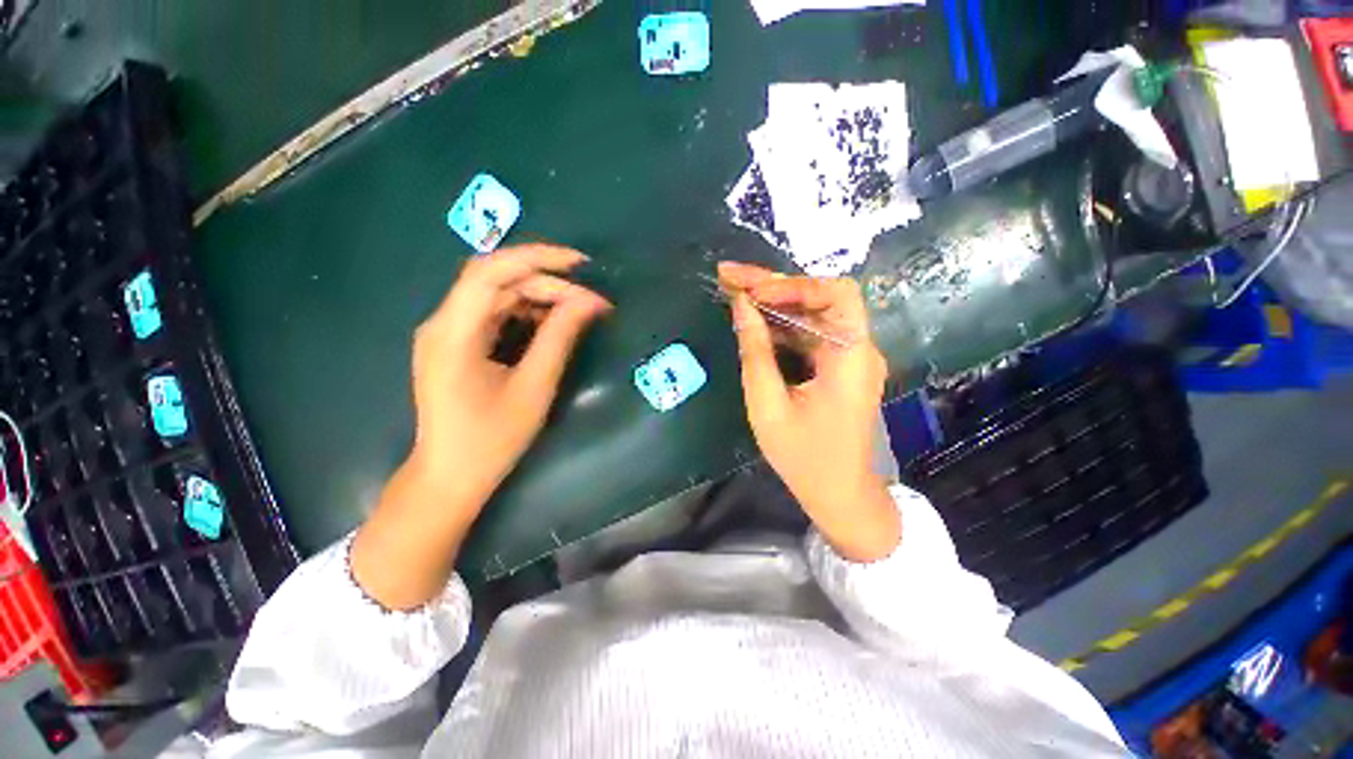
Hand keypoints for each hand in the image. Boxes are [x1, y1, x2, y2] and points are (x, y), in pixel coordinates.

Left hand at [353, 244, 610, 608]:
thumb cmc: (492, 439)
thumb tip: (591, 301)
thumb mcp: (534, 386)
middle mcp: (442, 323)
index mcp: (452, 332)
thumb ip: (560, 337)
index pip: (490, 271)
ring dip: (538, 297)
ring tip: (577, 310)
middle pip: (496, 281)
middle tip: (589, 301)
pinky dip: (525, 312)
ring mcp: (446, 333)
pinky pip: (493, 314)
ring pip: (496, 295)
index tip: (581, 264)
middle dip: (546, 283)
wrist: (450, 476)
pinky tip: (551, 324)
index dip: (537, 258)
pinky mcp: (456, 344)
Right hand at [719, 262, 899, 561]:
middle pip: (819, 298)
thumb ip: (755, 352)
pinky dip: (780, 325)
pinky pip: (808, 334)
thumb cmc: (804, 457)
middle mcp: (857, 348)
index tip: (751, 291)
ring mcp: (848, 357)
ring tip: (732, 291)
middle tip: (729, 276)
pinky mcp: (837, 367)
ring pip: (811, 314)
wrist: (839, 494)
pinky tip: (752, 320)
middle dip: (772, 285)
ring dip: (772, 302)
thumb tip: (742, 305)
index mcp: (851, 357)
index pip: (836, 294)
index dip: (793, 285)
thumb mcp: (767, 405)